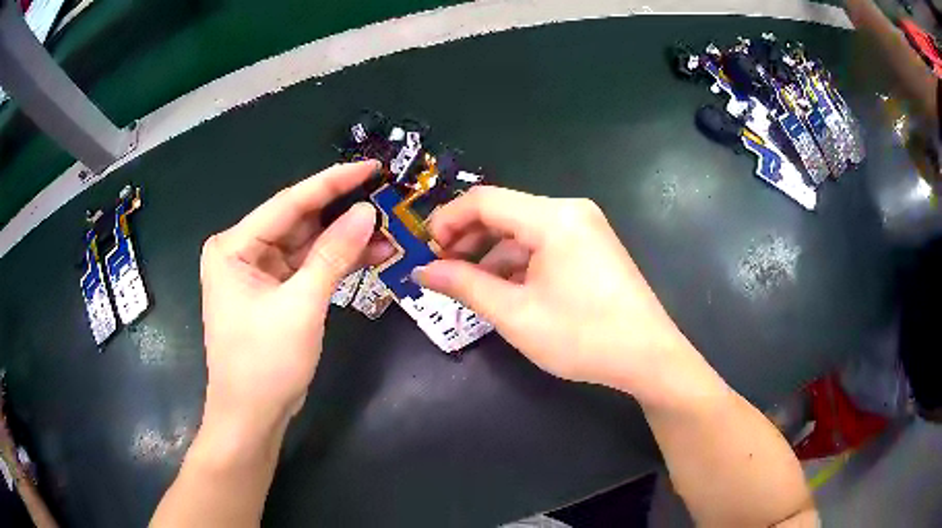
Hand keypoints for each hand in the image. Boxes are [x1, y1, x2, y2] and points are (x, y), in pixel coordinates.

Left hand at [199, 162, 392, 429]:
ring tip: (387, 230)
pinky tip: (371, 255)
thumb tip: (367, 213)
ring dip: (344, 241)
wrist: (252, 416)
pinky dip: (336, 264)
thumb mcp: (301, 306)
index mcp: (234, 246)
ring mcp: (259, 272)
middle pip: (299, 222)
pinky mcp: (274, 292)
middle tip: (384, 197)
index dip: (332, 182)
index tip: (370, 167)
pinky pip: (308, 268)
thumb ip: (333, 255)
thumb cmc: (264, 363)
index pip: (289, 203)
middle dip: (342, 213)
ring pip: (307, 245)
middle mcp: (243, 251)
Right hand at [415, 187, 700, 400]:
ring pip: (522, 230)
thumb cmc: (582, 336)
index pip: (484, 200)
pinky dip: (516, 261)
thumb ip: (464, 286)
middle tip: (441, 269)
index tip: (425, 249)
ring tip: (466, 283)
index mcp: (553, 218)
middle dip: (467, 238)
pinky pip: (543, 244)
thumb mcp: (515, 314)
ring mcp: (585, 228)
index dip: (447, 220)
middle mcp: (570, 211)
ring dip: (490, 253)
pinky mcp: (592, 246)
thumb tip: (423, 271)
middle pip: (504, 212)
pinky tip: (501, 286)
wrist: (648, 357)